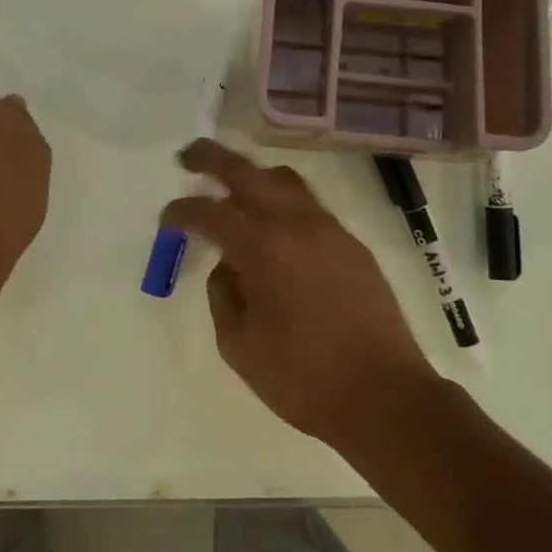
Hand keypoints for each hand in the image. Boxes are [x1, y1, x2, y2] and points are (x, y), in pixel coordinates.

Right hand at [161, 140, 439, 447]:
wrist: (384, 395)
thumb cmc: (303, 378)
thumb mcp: (240, 347)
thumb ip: (224, 297)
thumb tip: (227, 268)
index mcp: (263, 249)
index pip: (211, 213)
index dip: (182, 211)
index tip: (167, 218)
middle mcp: (297, 225)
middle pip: (248, 173)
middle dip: (213, 159)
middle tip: (189, 157)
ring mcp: (331, 230)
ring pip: (286, 182)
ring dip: (255, 177)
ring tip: (235, 190)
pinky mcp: (354, 245)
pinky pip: (310, 208)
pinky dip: (284, 204)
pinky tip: (277, 232)